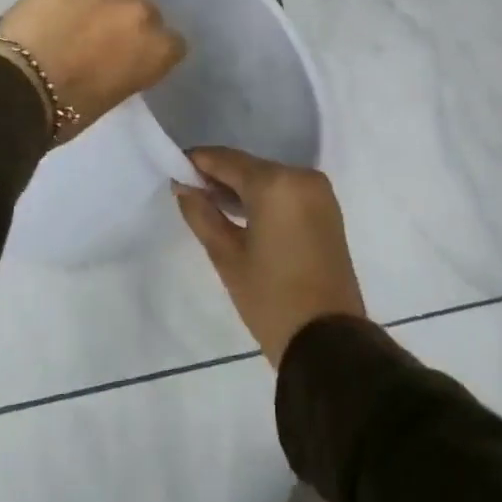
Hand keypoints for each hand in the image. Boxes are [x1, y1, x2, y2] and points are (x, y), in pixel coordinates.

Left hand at [0, 0, 186, 139]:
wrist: (19, 88)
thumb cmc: (66, 110)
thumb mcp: (113, 94)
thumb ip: (128, 67)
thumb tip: (119, 56)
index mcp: (157, 52)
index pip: (173, 42)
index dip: (155, 45)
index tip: (138, 50)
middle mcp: (144, 14)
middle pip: (150, 8)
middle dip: (134, 16)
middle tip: (112, 26)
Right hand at [175, 147, 366, 366]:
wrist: (328, 342)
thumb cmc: (271, 299)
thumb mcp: (227, 257)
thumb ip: (201, 214)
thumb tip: (183, 187)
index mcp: (276, 184)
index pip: (226, 160)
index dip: (197, 162)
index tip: (173, 170)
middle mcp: (301, 176)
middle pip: (249, 167)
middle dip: (218, 176)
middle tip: (188, 192)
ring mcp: (318, 192)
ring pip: (268, 177)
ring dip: (241, 187)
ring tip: (209, 205)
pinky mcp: (327, 209)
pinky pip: (286, 191)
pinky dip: (263, 197)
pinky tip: (240, 213)